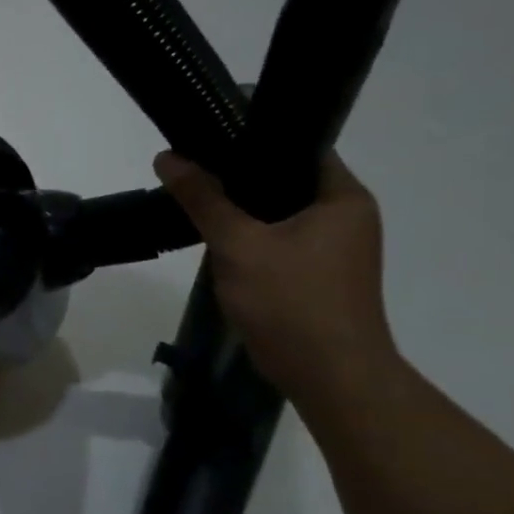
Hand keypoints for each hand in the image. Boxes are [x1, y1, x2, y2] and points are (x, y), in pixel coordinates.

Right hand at [153, 151, 399, 405]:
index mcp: (343, 198)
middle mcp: (346, 216)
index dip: (254, 137)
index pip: (299, 147)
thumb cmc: (292, 302)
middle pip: (285, 180)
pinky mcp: (317, 275)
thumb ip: (203, 199)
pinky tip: (216, 240)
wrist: (329, 377)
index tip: (208, 136)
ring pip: (279, 213)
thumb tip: (167, 157)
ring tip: (196, 199)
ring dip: (242, 209)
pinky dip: (251, 236)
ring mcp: (334, 249)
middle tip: (192, 168)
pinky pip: (279, 240)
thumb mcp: (239, 245)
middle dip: (239, 176)